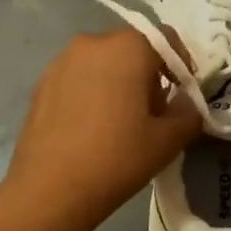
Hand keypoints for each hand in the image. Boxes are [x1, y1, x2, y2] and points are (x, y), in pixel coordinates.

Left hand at [6, 26, 202, 230]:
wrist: (49, 190)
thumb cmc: (117, 158)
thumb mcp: (168, 140)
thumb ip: (189, 114)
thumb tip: (188, 105)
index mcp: (128, 47)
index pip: (167, 40)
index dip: (181, 66)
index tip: (183, 95)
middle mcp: (92, 42)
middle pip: (132, 49)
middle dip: (148, 74)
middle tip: (153, 112)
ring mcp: (61, 61)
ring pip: (103, 62)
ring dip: (118, 81)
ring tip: (121, 121)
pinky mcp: (41, 83)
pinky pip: (78, 77)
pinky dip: (92, 91)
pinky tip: (92, 127)